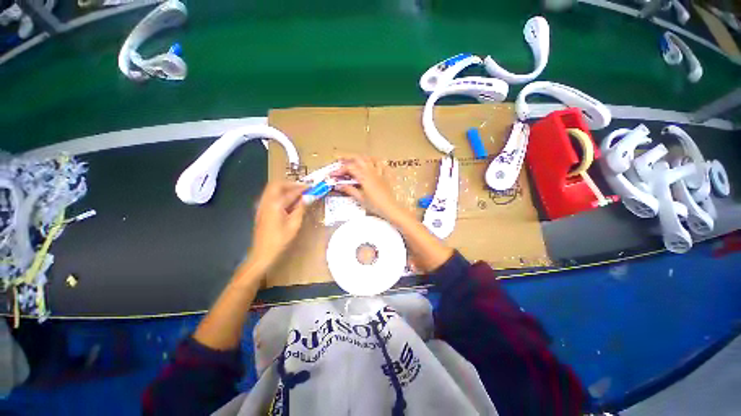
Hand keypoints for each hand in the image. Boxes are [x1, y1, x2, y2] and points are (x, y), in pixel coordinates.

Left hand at [248, 181, 306, 271]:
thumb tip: (309, 197)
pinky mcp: (261, 210)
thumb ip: (301, 208)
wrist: (262, 253)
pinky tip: (289, 202)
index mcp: (275, 204)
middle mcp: (266, 201)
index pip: (291, 191)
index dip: (303, 188)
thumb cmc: (280, 240)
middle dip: (291, 184)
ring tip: (298, 194)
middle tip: (303, 188)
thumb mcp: (294, 224)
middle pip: (277, 184)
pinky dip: (280, 195)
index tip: (312, 187)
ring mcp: (262, 205)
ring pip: (273, 189)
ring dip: (286, 188)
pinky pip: (271, 196)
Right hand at [333, 155, 407, 222]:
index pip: (350, 168)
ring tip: (354, 161)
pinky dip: (374, 161)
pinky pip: (380, 164)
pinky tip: (372, 163)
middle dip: (348, 158)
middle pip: (359, 159)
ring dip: (360, 158)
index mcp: (364, 177)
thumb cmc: (375, 204)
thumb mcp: (360, 198)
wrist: (390, 207)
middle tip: (340, 162)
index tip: (334, 174)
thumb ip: (350, 190)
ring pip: (369, 159)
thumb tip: (339, 185)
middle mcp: (371, 171)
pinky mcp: (385, 175)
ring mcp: (379, 172)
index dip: (340, 169)